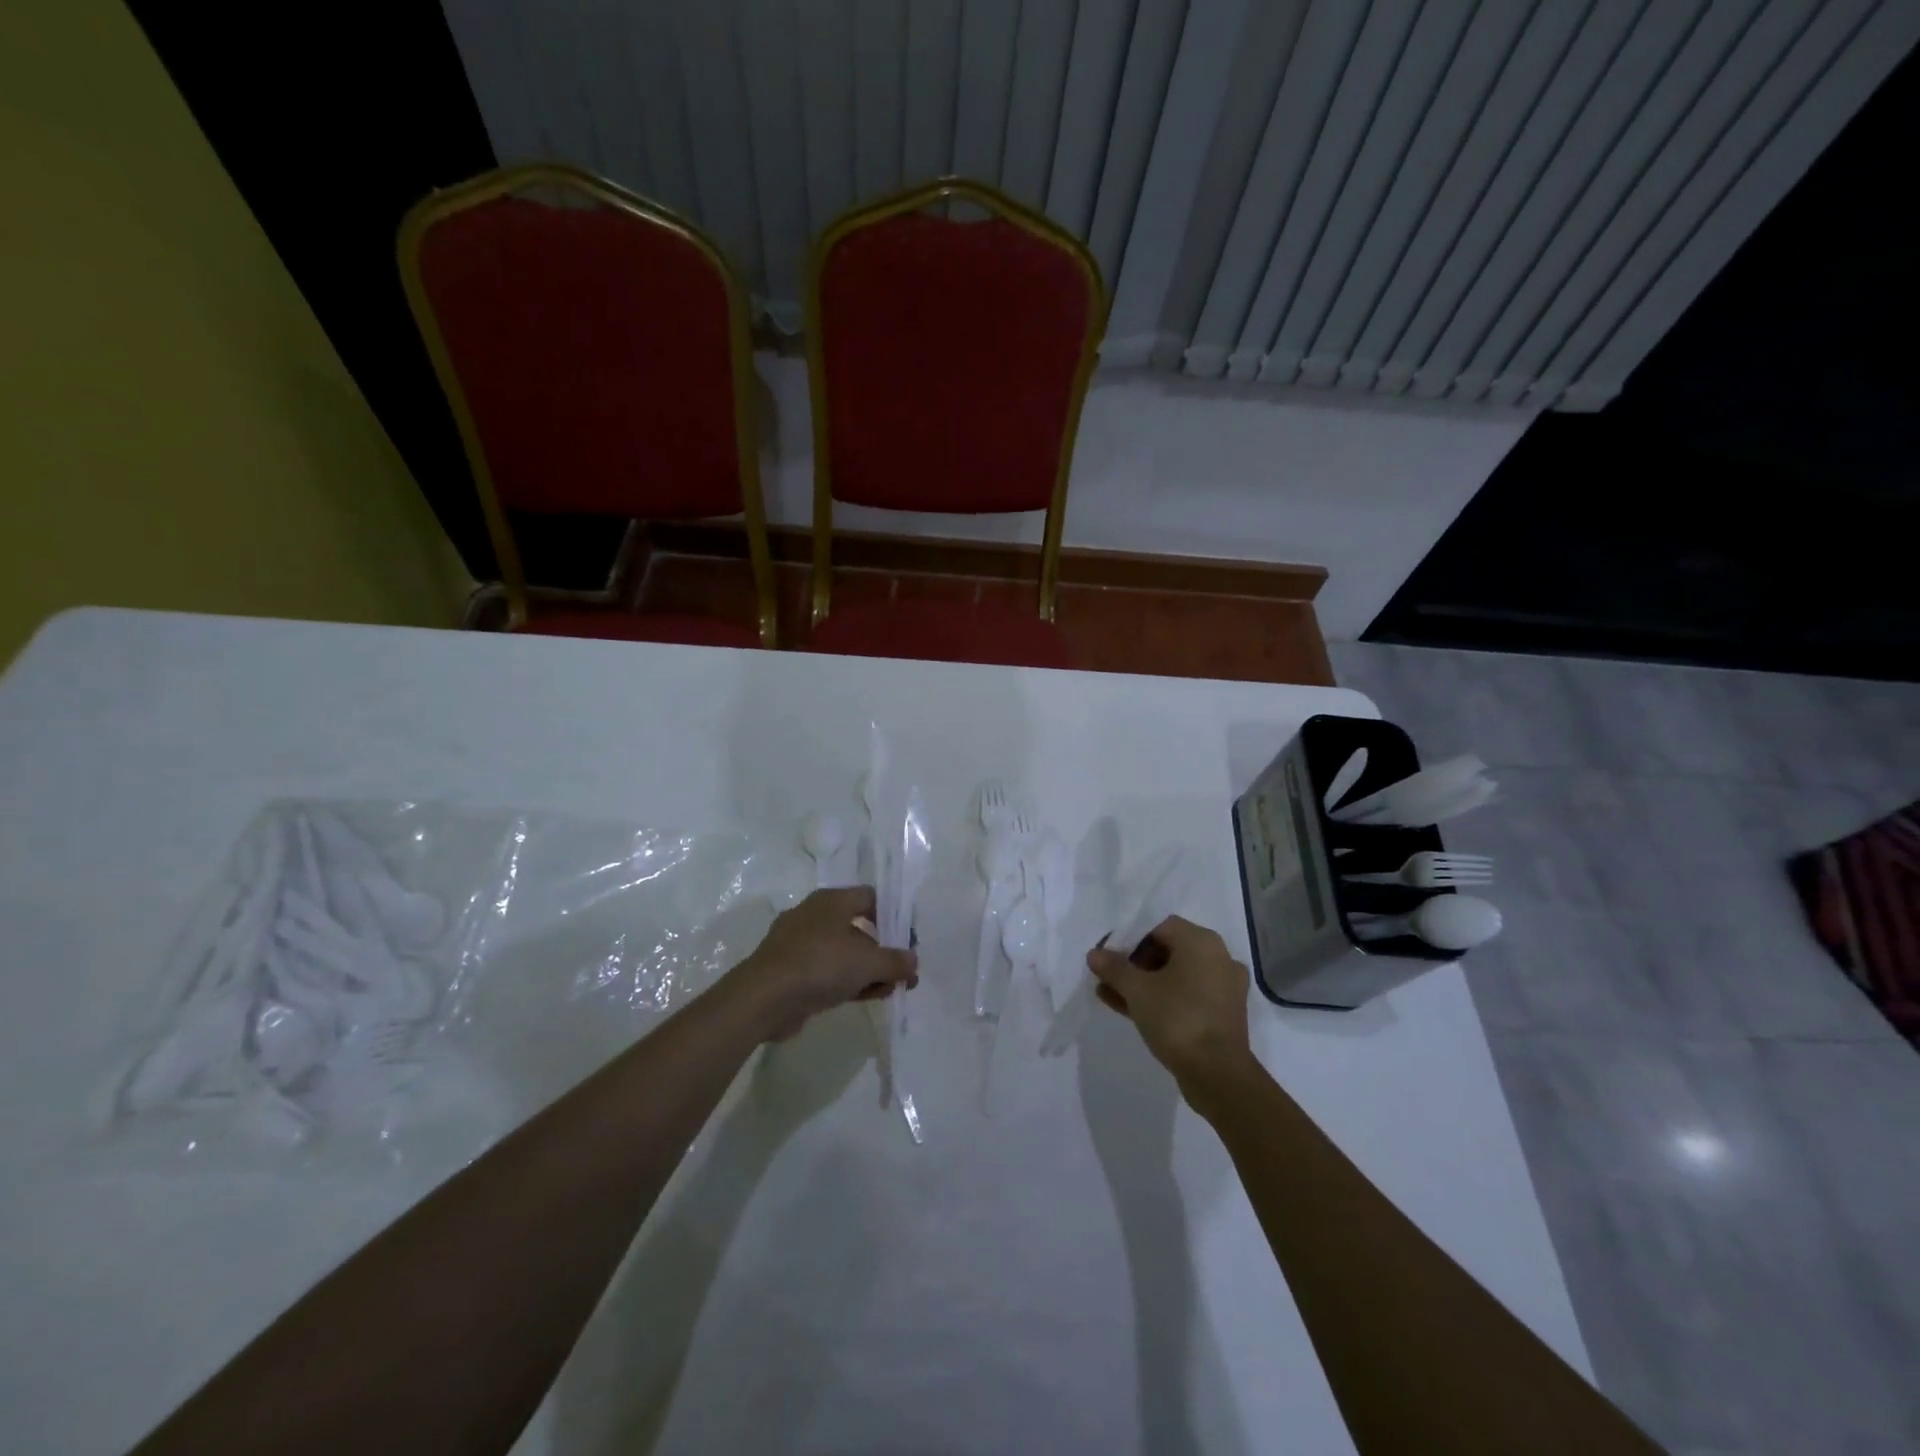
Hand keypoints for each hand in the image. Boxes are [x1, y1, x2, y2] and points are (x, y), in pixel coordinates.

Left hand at [727, 886, 917, 1041]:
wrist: (764, 998)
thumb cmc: (820, 965)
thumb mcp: (868, 962)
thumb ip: (896, 961)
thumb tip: (912, 961)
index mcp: (831, 900)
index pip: (870, 897)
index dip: (892, 916)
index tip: (907, 941)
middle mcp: (814, 915)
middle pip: (858, 927)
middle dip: (883, 950)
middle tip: (902, 972)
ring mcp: (799, 944)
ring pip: (843, 952)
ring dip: (868, 970)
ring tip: (889, 990)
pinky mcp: (790, 971)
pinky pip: (827, 971)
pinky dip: (847, 981)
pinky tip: (865, 997)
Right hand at [1086, 915, 1255, 1111]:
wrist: (1218, 1075)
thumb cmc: (1177, 1019)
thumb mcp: (1137, 990)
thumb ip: (1114, 968)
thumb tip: (1094, 953)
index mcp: (1201, 942)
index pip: (1158, 927)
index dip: (1128, 939)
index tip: (1107, 957)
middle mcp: (1217, 958)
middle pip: (1167, 951)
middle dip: (1133, 964)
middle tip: (1108, 977)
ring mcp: (1222, 988)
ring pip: (1175, 977)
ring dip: (1143, 984)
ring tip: (1109, 995)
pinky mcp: (1221, 1015)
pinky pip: (1185, 997)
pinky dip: (1161, 999)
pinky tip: (1128, 1010)